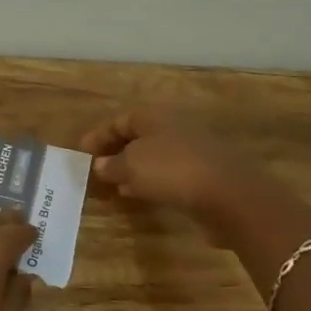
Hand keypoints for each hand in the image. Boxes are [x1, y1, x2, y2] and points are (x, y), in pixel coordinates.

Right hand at [79, 108, 276, 244]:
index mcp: (154, 116)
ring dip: (132, 168)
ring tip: (114, 185)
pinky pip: (167, 173)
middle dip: (115, 151)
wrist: (229, 194)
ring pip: (153, 156)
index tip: (81, 152)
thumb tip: (101, 166)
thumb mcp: (131, 166)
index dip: (98, 136)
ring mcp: (191, 150)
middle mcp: (173, 127)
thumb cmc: (172, 170)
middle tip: (95, 169)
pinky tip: (140, 194)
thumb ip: (112, 165)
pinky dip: (150, 181)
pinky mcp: (202, 174)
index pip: (119, 121)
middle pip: (137, 136)